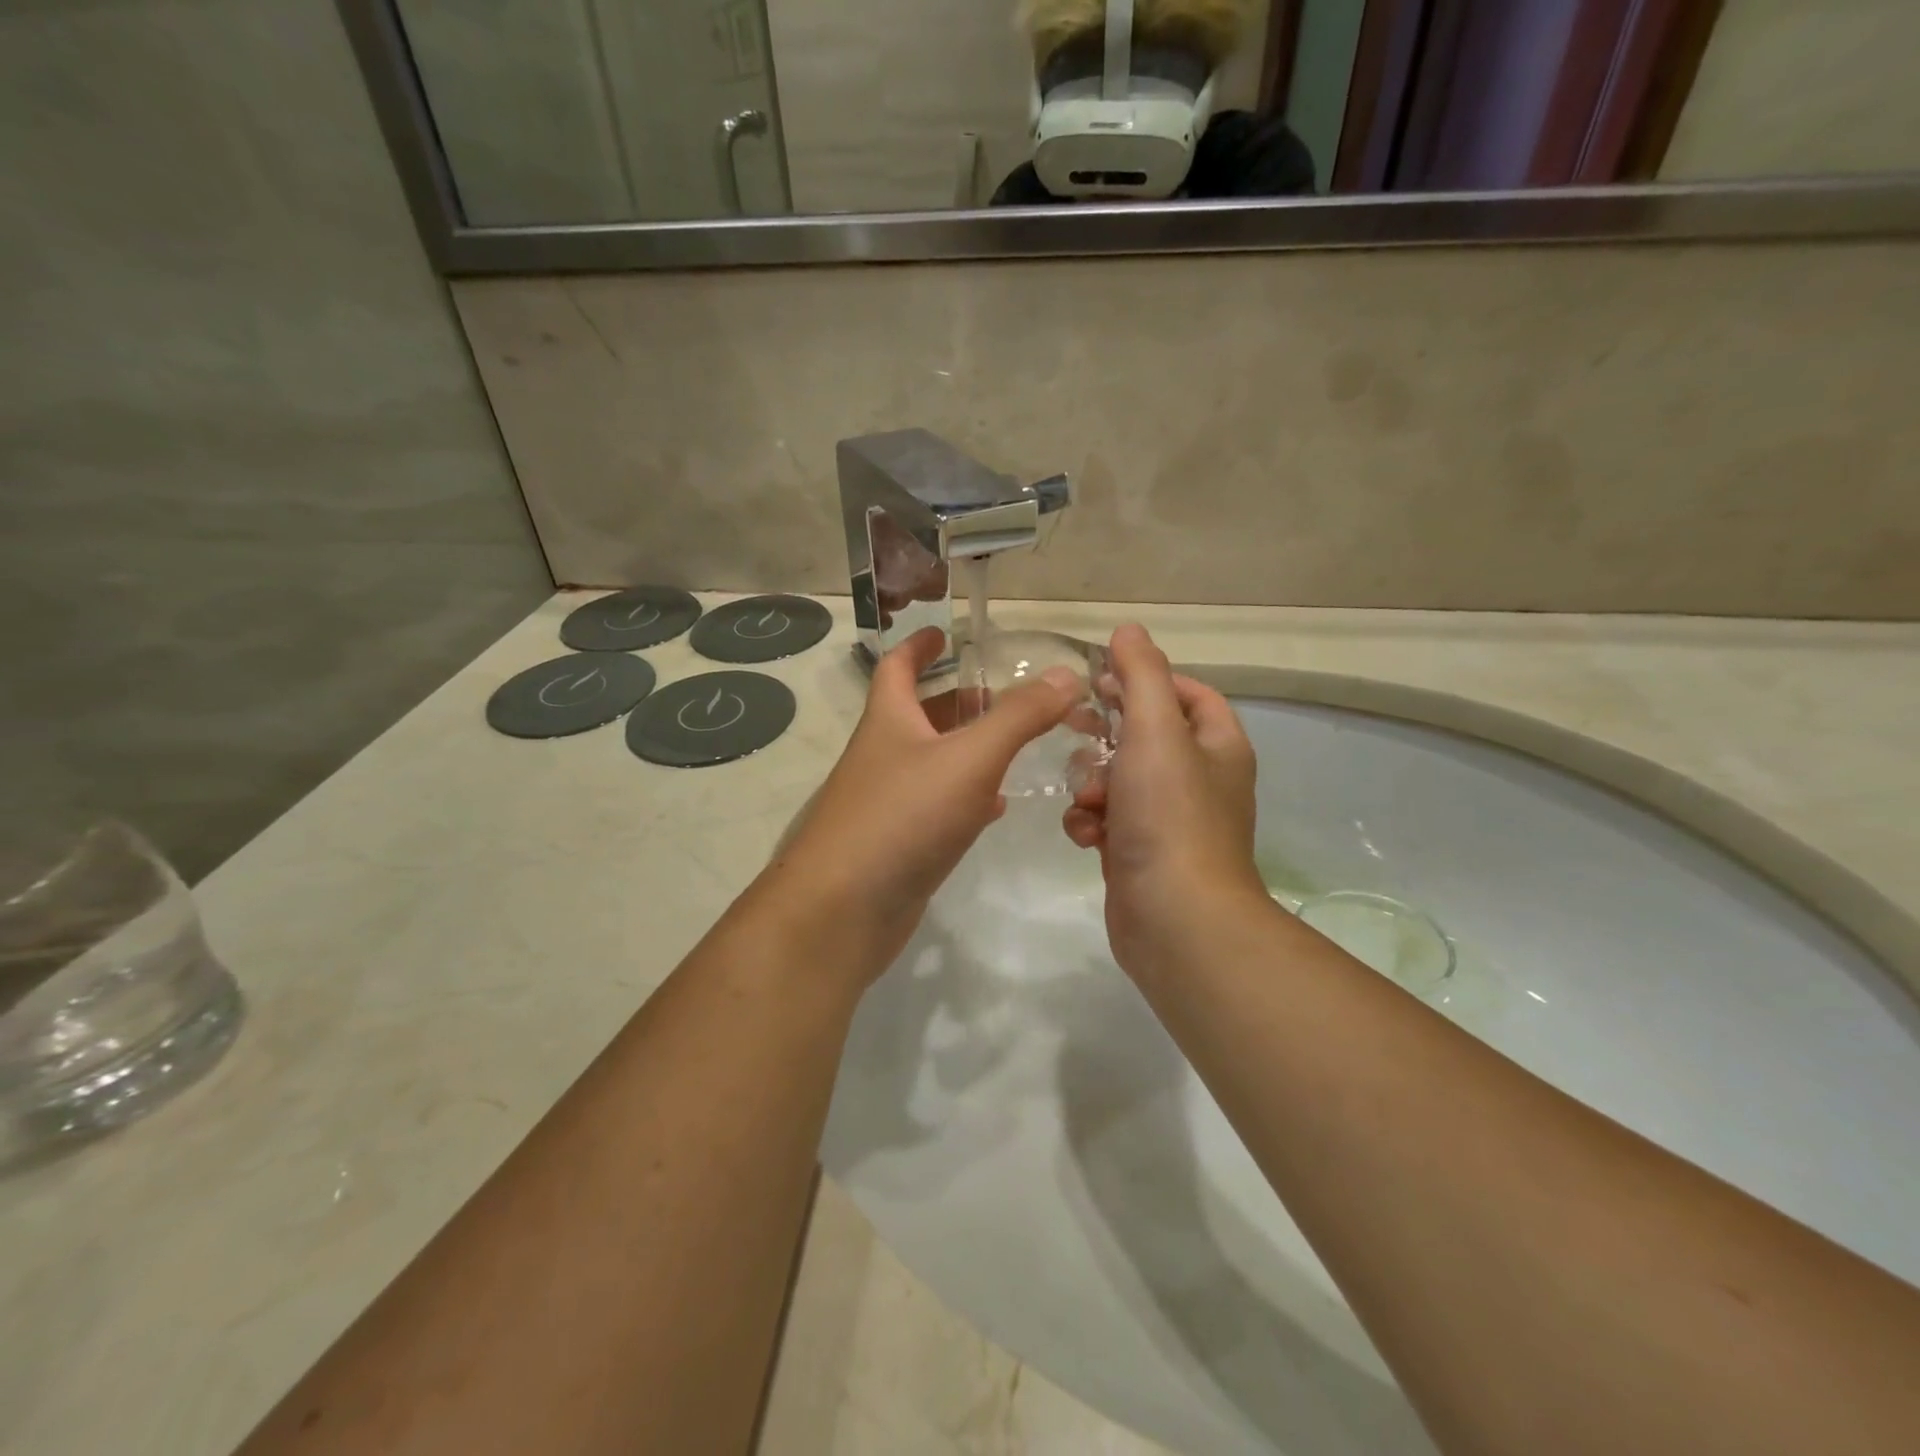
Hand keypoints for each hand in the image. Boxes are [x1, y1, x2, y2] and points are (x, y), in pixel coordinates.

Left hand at [763, 627, 1077, 980]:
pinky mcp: (898, 844)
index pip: (898, 667)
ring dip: (966, 748)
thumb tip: (1066, 674)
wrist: (843, 910)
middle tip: (1004, 695)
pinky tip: (995, 806)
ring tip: (1013, 742)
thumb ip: (1019, 716)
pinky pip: (936, 807)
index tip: (944, 632)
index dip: (919, 646)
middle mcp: (883, 755)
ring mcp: (887, 802)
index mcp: (889, 721)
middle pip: (919, 715)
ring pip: (932, 762)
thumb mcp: (969, 758)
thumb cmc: (903, 817)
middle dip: (957, 700)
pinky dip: (966, 797)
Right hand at [1064, 625, 1266, 978]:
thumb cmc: (1169, 814)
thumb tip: (1128, 631)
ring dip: (1093, 783)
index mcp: (1217, 746)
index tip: (1103, 681)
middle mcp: (1199, 781)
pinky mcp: (1139, 853)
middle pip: (1145, 736)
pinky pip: (1107, 821)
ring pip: (1118, 780)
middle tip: (1074, 728)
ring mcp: (1168, 821)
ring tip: (1087, 799)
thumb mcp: (1155, 730)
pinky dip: (1091, 822)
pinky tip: (1085, 835)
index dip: (1147, 680)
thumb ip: (1141, 675)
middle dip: (1106, 734)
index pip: (1188, 693)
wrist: (1175, 918)